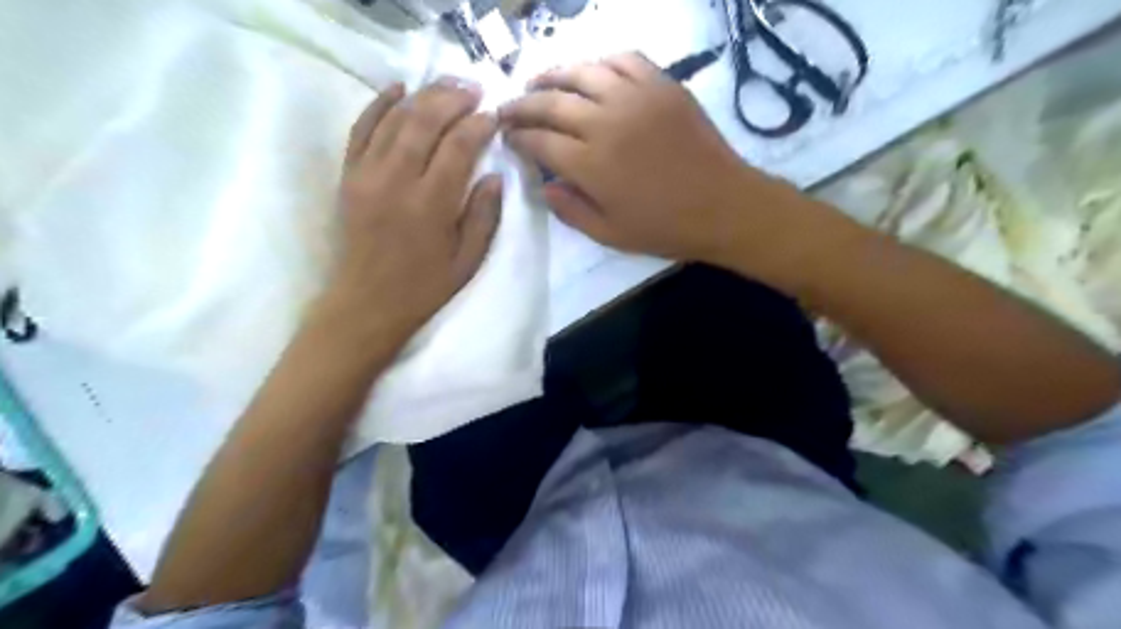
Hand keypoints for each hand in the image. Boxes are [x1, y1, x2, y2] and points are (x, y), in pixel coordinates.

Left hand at [324, 79, 498, 343]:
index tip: (494, 117)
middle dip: (453, 98)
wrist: (366, 303)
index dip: (479, 125)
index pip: (459, 146)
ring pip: (395, 117)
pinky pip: (361, 128)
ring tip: (448, 85)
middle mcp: (397, 180)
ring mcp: (367, 174)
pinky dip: (379, 103)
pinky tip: (399, 88)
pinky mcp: (349, 175)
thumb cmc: (423, 287)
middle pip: (425, 120)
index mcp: (431, 204)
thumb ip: (484, 216)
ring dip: (424, 95)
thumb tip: (494, 176)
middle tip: (475, 90)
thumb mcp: (467, 260)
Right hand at [499, 52, 821, 277]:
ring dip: (553, 75)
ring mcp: (636, 98)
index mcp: (591, 164)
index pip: (540, 140)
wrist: (723, 206)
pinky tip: (591, 73)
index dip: (518, 137)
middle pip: (551, 102)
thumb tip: (543, 186)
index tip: (507, 137)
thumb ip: (571, 211)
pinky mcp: (662, 86)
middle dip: (522, 104)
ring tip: (537, 81)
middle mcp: (606, 122)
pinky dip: (600, 63)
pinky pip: (624, 60)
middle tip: (508, 108)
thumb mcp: (611, 234)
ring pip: (582, 73)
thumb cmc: (665, 228)